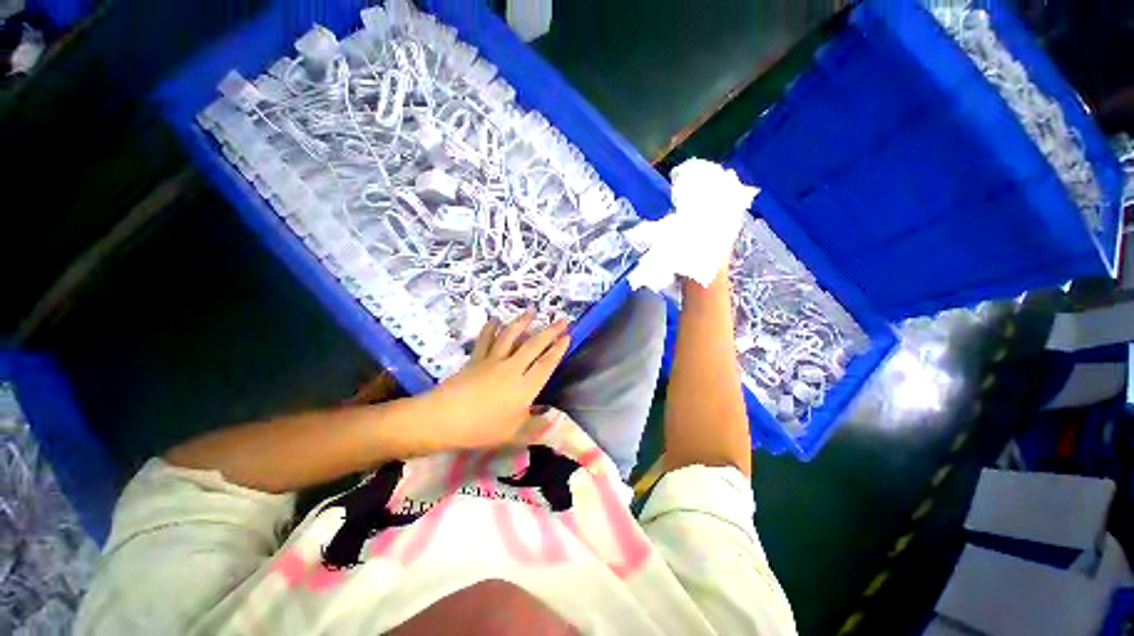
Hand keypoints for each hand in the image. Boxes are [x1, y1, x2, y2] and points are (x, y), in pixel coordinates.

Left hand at [427, 311, 570, 449]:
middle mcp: (513, 368)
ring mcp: (493, 360)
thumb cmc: (481, 428)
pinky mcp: (476, 358)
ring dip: (523, 322)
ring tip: (532, 311)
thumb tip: (550, 419)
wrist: (444, 418)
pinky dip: (491, 328)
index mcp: (525, 387)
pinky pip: (486, 339)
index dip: (558, 349)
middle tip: (562, 320)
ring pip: (511, 336)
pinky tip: (495, 319)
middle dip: (550, 331)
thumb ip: (534, 426)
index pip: (547, 364)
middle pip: (534, 345)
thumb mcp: (513, 434)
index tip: (567, 336)